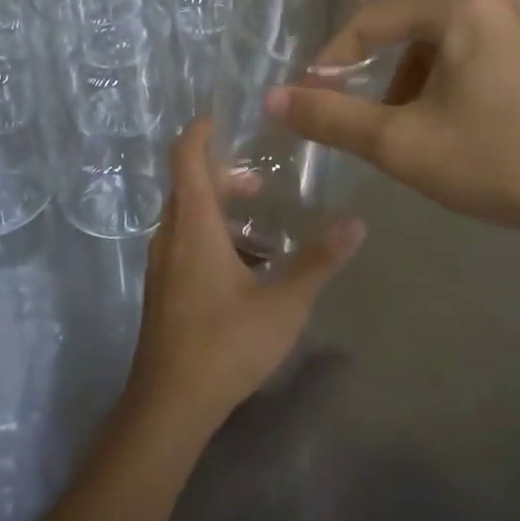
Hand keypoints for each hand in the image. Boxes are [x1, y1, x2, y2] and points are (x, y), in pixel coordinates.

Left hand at [124, 119, 364, 433]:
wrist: (169, 405)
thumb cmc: (224, 344)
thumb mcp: (283, 303)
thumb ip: (319, 261)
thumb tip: (357, 223)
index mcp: (193, 225)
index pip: (186, 157)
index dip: (200, 130)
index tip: (224, 115)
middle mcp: (170, 235)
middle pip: (188, 184)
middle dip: (222, 172)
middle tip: (261, 178)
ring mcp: (162, 263)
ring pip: (187, 215)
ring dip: (218, 206)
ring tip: (260, 218)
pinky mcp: (164, 288)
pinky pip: (185, 241)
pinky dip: (211, 233)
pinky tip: (246, 263)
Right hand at [266, 0, 519, 246]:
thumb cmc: (497, 160)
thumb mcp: (402, 144)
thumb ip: (333, 119)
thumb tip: (274, 100)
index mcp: (458, 6)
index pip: (375, 18)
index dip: (334, 54)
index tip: (312, 91)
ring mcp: (518, 19)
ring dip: (408, 22)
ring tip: (383, 78)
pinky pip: (472, 22)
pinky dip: (438, 39)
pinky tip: (430, 89)